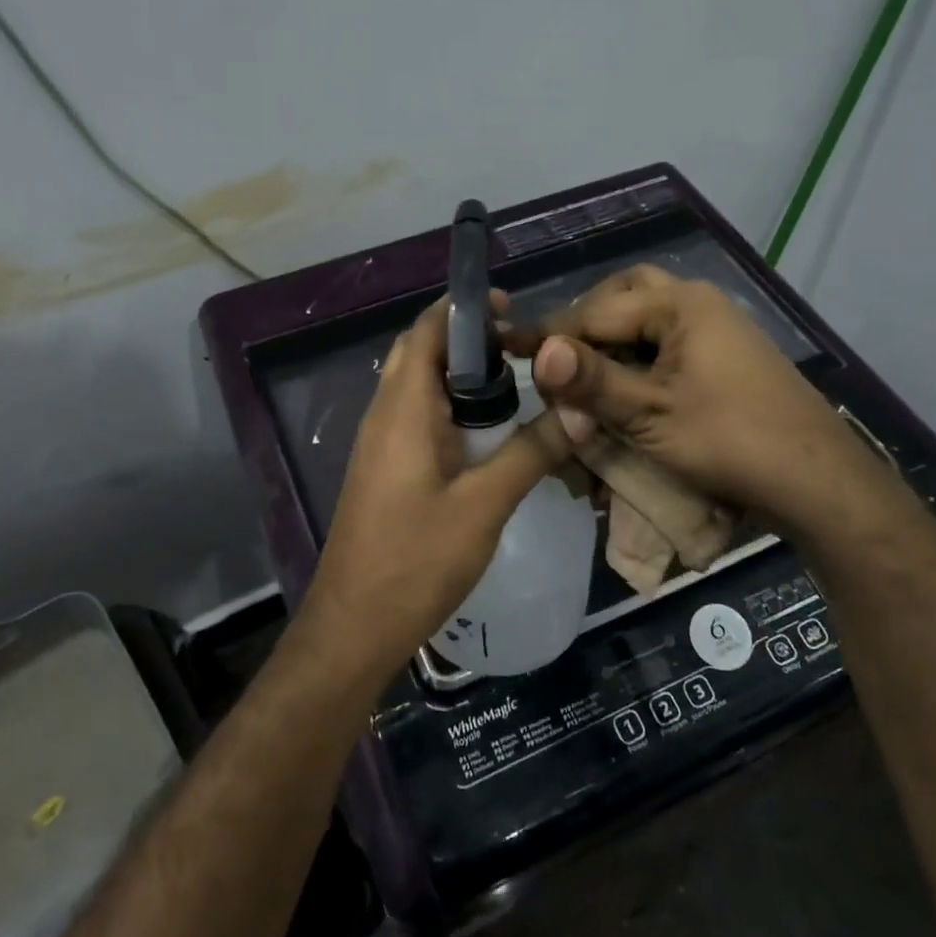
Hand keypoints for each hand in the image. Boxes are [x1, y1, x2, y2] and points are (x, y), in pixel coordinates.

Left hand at [299, 295, 567, 677]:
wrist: (354, 627)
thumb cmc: (416, 560)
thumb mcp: (484, 505)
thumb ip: (532, 452)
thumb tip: (580, 409)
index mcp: (403, 410)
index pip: (426, 332)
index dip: (464, 311)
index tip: (512, 309)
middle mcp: (385, 416)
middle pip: (421, 355)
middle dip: (468, 342)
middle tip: (523, 349)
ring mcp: (381, 445)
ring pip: (419, 388)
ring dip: (461, 377)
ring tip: (516, 384)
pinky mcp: (385, 471)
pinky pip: (418, 419)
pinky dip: (452, 409)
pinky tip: (488, 435)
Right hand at [509, 265, 897, 536]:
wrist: (819, 482)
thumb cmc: (730, 441)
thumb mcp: (651, 414)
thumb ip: (593, 381)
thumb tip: (539, 351)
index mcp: (680, 305)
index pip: (595, 311)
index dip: (549, 335)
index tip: (507, 348)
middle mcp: (699, 305)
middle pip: (624, 298)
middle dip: (585, 326)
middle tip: (556, 360)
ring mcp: (717, 331)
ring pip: (647, 321)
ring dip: (612, 343)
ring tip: (585, 378)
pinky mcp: (725, 360)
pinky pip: (668, 345)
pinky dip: (639, 362)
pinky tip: (625, 391)